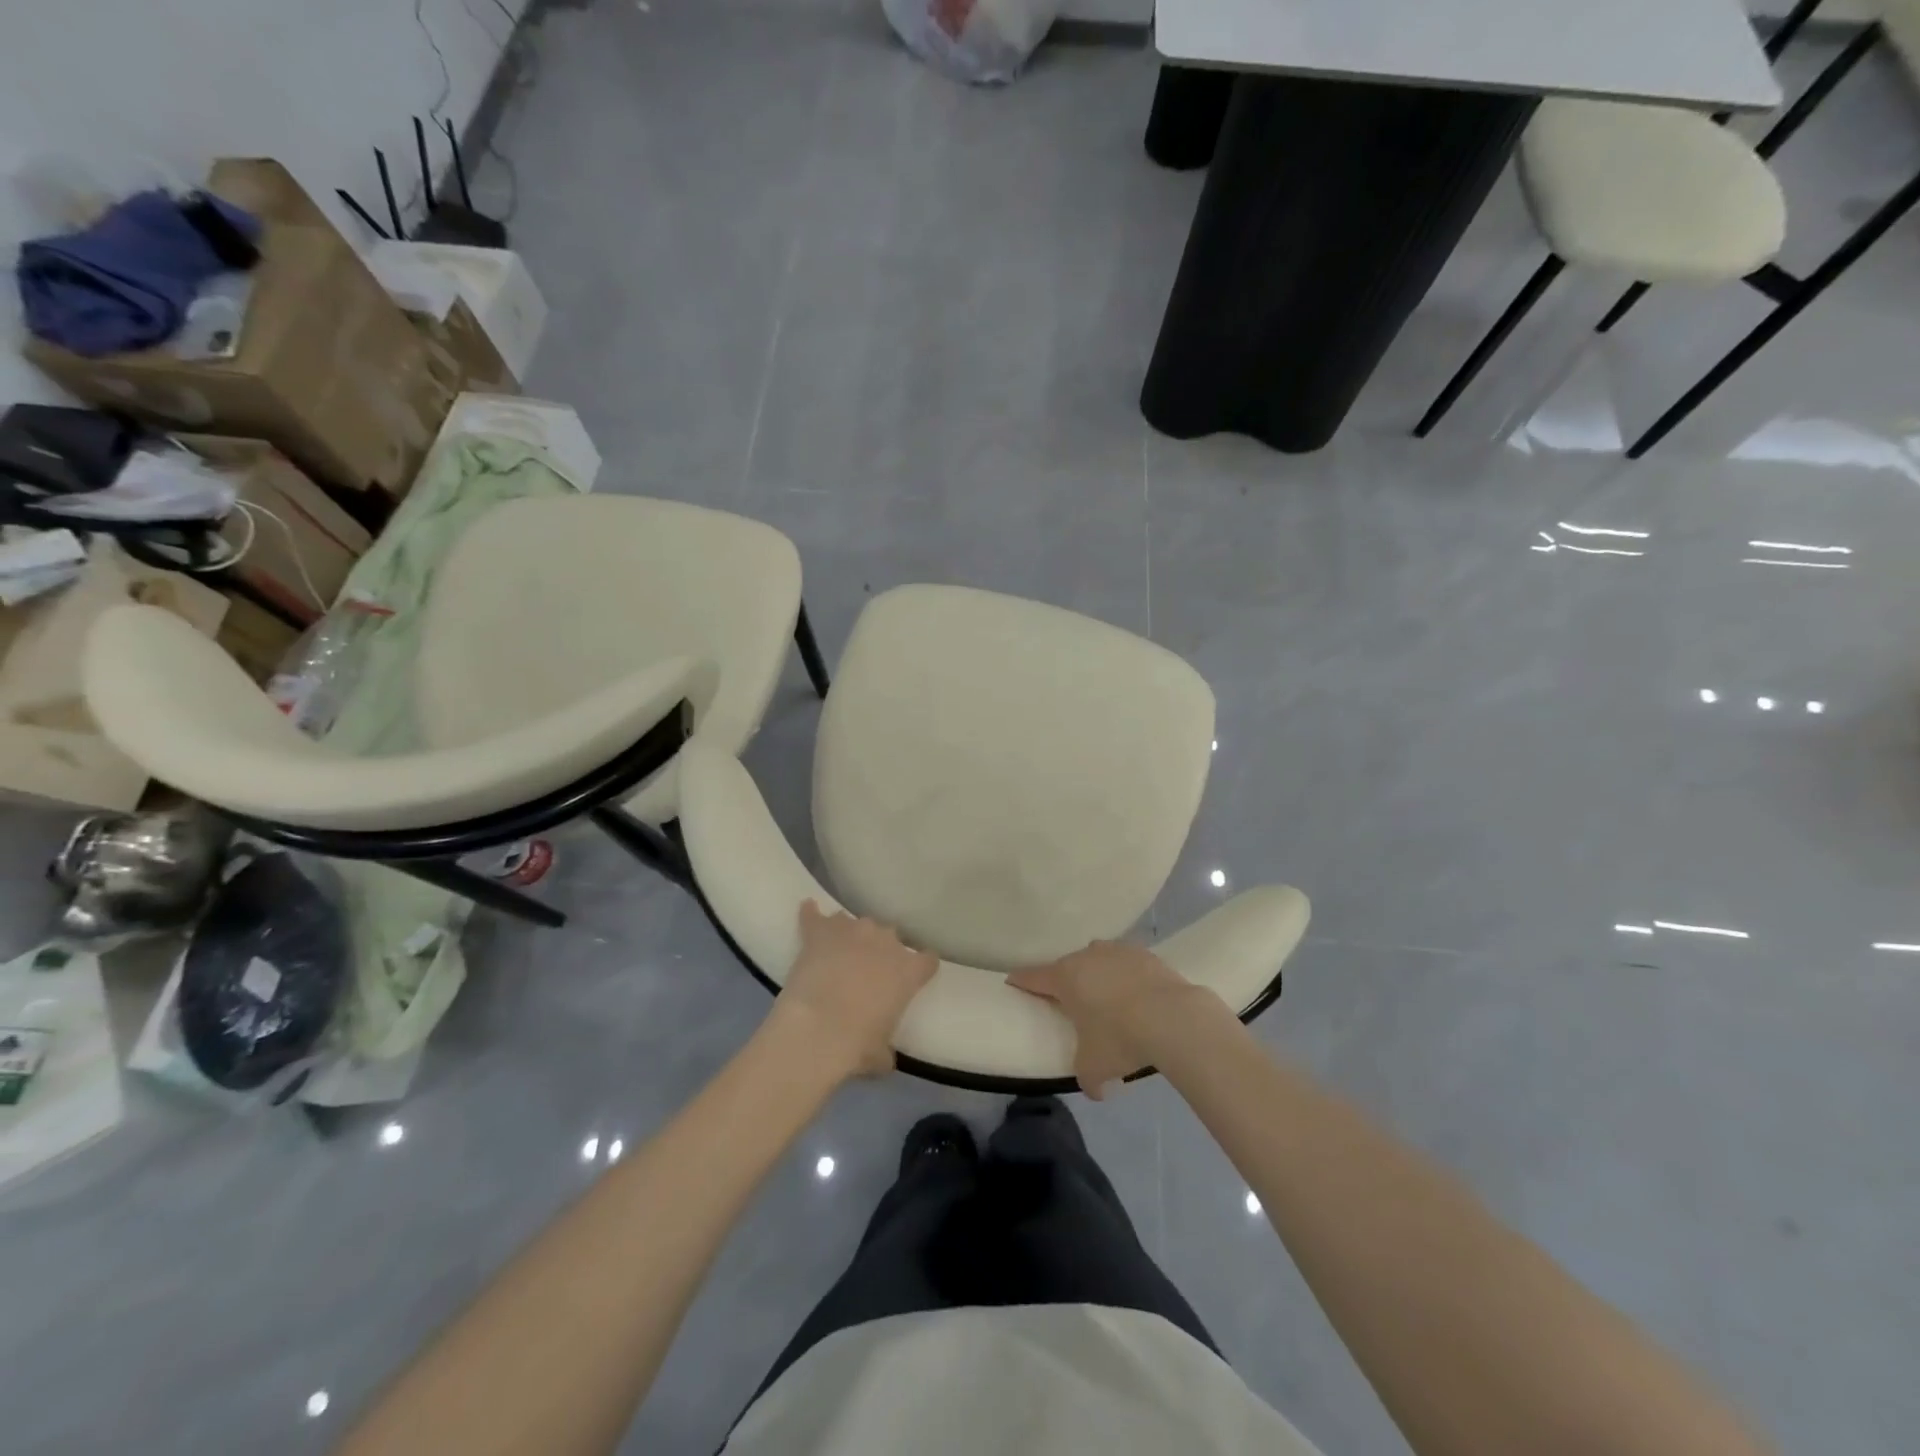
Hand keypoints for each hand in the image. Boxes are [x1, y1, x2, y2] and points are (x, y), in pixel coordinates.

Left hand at [771, 901, 937, 1080]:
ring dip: (851, 936)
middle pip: (890, 936)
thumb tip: (883, 1058)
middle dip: (881, 950)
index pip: (927, 960)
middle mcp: (885, 942)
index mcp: (908, 971)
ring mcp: (852, 931)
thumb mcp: (880, 1056)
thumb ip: (885, 1050)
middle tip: (868, 971)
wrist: (816, 1030)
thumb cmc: (856, 1046)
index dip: (919, 967)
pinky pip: (815, 916)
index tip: (913, 976)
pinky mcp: (820, 931)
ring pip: (856, 923)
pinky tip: (807, 910)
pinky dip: (811, 915)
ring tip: (838, 952)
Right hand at [1009, 942, 1221, 1098]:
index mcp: (1065, 978)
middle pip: (1067, 966)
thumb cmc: (1120, 1038)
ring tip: (1108, 999)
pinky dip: (1127, 977)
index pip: (1033, 977)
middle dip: (1067, 982)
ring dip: (1098, 976)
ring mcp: (1117, 951)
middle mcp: (1087, 956)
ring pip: (1099, 960)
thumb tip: (1096, 1090)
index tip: (1013, 982)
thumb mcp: (1094, 1068)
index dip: (1021, 981)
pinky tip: (1137, 996)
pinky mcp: (1145, 954)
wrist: (1173, 1017)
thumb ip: (1087, 1078)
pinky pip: (1127, 964)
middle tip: (1071, 1004)